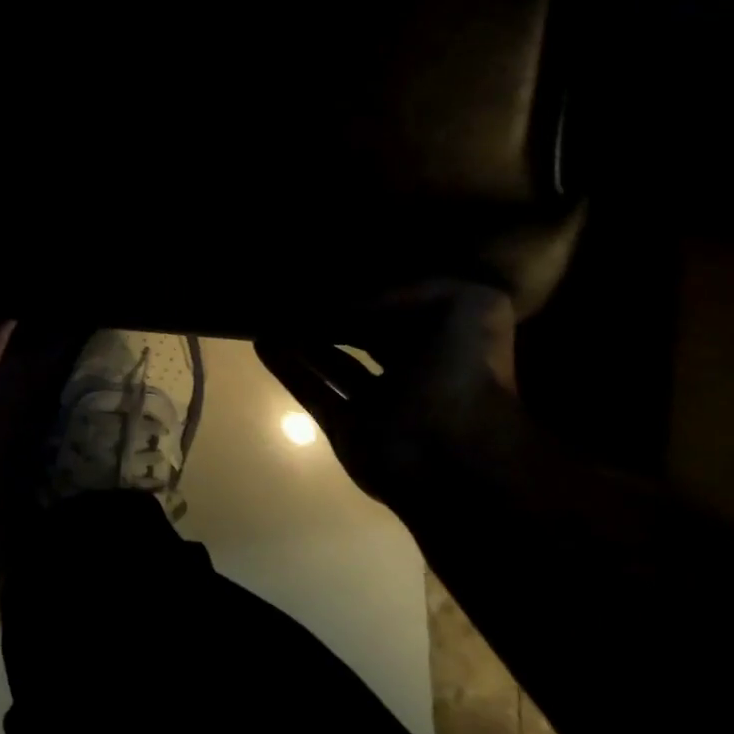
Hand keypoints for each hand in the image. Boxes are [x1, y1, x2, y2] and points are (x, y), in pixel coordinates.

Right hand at [255, 280, 520, 517]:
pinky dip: (288, 368)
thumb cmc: (462, 376)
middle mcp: (412, 372)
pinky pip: (312, 390)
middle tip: (298, 294)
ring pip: (334, 363)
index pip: (405, 309)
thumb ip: (418, 288)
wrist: (450, 458)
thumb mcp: (469, 305)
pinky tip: (263, 343)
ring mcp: (377, 403)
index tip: (338, 274)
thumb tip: (355, 299)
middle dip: (338, 318)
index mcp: (447, 344)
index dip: (375, 292)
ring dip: (305, 341)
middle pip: (366, 336)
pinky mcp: (347, 428)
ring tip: (271, 316)